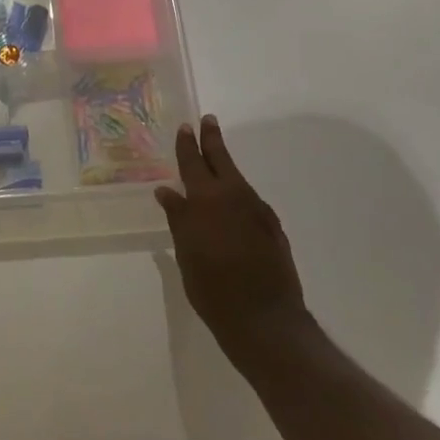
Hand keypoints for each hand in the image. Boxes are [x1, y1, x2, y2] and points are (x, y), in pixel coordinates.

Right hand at [155, 115, 311, 371]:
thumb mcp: (186, 253)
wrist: (264, 319)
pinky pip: (250, 199)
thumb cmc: (212, 289)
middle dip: (213, 140)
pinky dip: (238, 192)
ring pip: (238, 179)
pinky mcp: (273, 227)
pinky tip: (233, 201)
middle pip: (221, 161)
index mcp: (206, 201)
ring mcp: (258, 212)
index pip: (193, 164)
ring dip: (226, 165)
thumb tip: (167, 191)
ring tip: (217, 158)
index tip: (186, 126)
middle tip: (208, 120)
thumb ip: (179, 218)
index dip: (187, 145)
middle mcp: (234, 198)